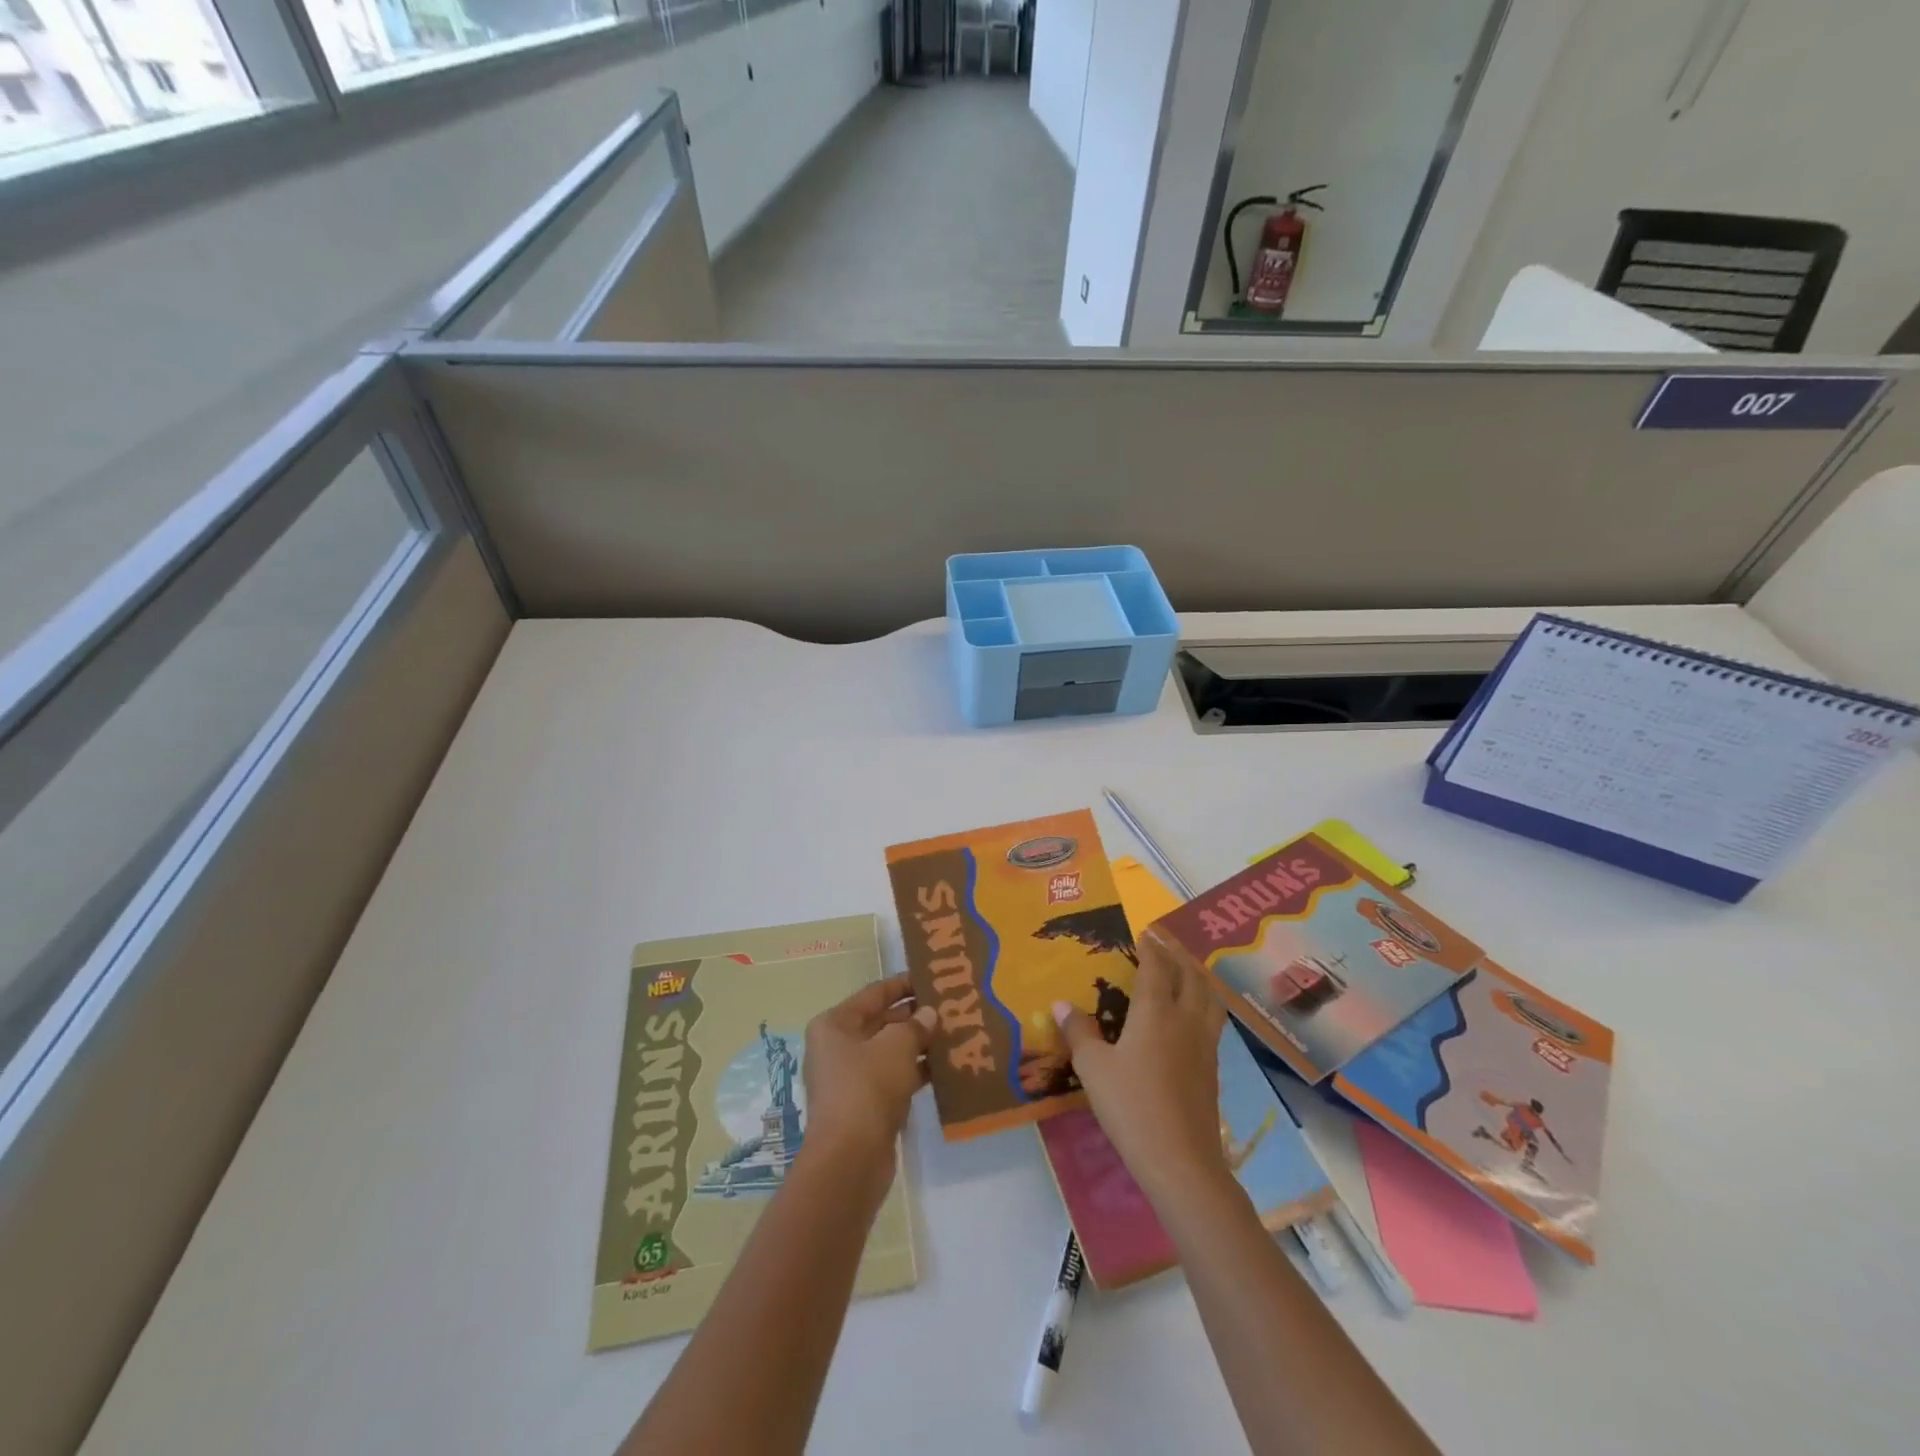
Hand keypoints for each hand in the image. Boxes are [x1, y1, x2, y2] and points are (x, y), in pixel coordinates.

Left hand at [801, 974, 934, 1174]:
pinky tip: (944, 1068)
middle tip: (950, 1007)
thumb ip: (915, 1025)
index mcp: (835, 1024)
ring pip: (889, 1051)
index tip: (932, 978)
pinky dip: (915, 1071)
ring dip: (918, 1044)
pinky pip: (893, 1077)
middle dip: (914, 1016)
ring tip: (954, 1034)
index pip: (874, 994)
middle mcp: (837, 1047)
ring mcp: (849, 1078)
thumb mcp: (897, 1047)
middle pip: (881, 1021)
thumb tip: (928, 1014)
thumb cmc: (868, 1088)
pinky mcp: (864, 1106)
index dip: (903, 984)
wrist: (850, 1159)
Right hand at [1053, 942, 1229, 1202]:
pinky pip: (1212, 1020)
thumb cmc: (1131, 1106)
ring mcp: (1204, 1044)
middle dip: (1177, 954)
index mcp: (1156, 1011)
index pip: (1156, 966)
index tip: (1143, 931)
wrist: (1181, 1161)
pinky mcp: (1212, 1068)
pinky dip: (1204, 1002)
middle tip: (1163, 942)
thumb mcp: (1094, 1068)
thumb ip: (1079, 1032)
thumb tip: (1061, 1004)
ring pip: (1208, 996)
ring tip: (1185, 970)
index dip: (1150, 946)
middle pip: (1189, 975)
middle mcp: (1185, 1019)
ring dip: (1197, 975)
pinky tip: (1192, 1016)